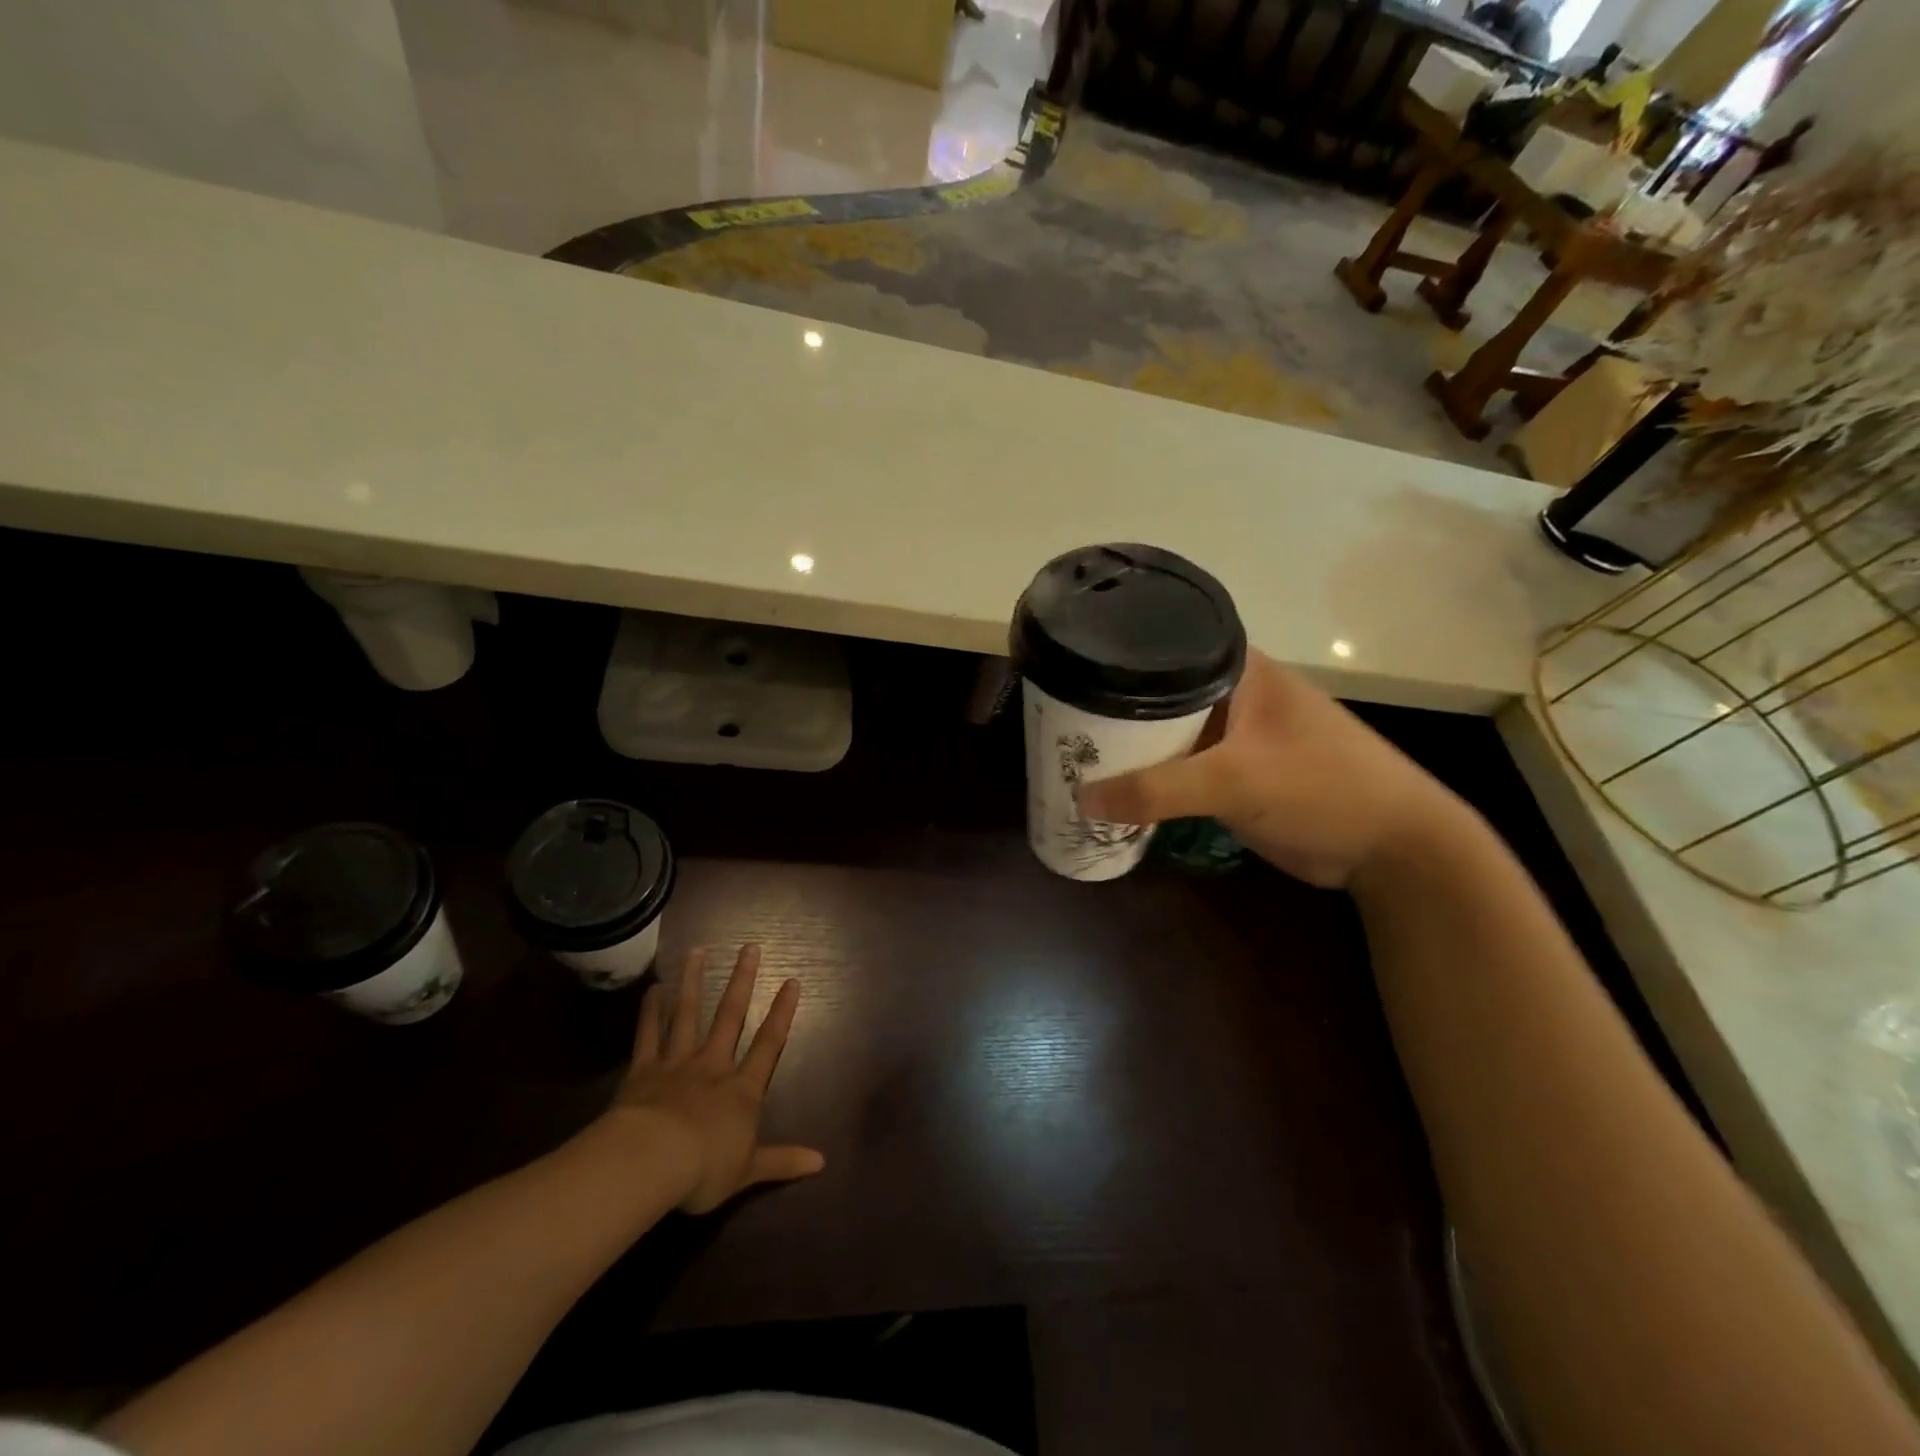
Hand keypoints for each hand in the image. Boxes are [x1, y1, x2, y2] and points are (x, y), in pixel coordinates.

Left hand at [608, 944, 825, 1213]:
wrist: (649, 1161)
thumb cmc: (703, 1169)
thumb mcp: (748, 1172)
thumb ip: (782, 1162)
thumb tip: (822, 1163)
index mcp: (741, 1090)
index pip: (768, 1045)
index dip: (782, 1013)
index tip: (791, 981)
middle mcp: (712, 1066)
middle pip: (730, 1016)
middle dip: (742, 981)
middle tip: (750, 947)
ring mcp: (677, 1063)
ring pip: (688, 1014)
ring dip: (694, 981)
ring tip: (699, 951)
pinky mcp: (643, 1070)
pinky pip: (649, 1034)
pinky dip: (651, 1011)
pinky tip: (654, 988)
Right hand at [1076, 650, 1463, 888]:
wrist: (1390, 847)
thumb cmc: (1322, 786)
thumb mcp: (1236, 779)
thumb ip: (1157, 789)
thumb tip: (1081, 800)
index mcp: (1239, 669)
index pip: (1164, 647)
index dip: (1116, 658)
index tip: (1068, 669)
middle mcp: (1231, 694)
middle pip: (1157, 695)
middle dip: (1112, 710)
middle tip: (1056, 720)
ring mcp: (1232, 736)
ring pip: (1165, 735)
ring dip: (1128, 749)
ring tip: (1068, 753)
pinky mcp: (1232, 775)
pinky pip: (1178, 770)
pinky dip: (1149, 779)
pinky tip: (1110, 788)